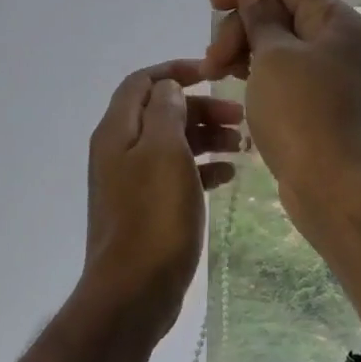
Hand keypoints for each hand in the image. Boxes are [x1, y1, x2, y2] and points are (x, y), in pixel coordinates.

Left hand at [77, 60, 241, 346]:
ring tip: (243, 145)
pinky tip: (229, 175)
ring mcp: (132, 181)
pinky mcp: (146, 208)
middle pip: (161, 112)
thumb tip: (168, 89)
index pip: (143, 82)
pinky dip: (201, 167)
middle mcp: (120, 150)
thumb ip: (167, 112)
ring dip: (206, 137)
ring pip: (172, 143)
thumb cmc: (153, 215)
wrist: (133, 290)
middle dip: (200, 108)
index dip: (176, 71)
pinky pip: (176, 174)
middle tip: (240, 117)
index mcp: (117, 131)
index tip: (214, 74)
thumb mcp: (165, 152)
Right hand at [204, 0, 360, 218]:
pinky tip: (235, 85)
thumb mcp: (273, 55)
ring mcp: (331, 72)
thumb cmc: (302, 113)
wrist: (334, 186)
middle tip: (212, 61)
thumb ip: (259, 14)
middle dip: (240, 26)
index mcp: (336, 19)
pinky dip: (258, 72)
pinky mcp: (320, 100)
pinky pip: (284, 71)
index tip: (213, 5)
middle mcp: (338, 40)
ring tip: (215, 75)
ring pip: (278, 43)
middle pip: (280, 11)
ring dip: (243, 50)